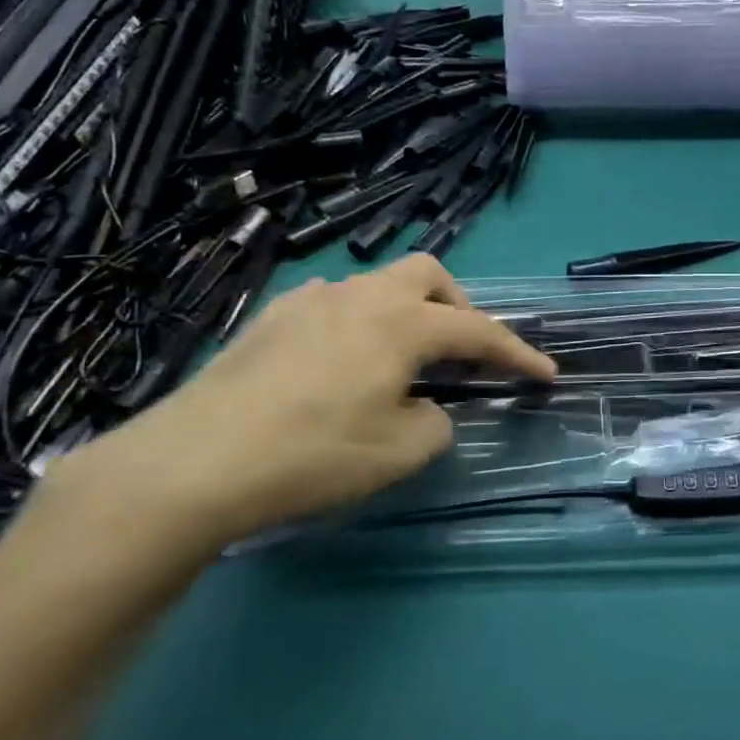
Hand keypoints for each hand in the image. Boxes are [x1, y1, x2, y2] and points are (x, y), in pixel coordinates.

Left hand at [82, 256, 556, 546]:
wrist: (193, 463)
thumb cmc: (312, 455)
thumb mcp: (398, 453)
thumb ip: (434, 424)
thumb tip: (425, 408)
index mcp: (402, 323)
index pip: (478, 332)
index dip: (517, 353)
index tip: (546, 374)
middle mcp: (361, 297)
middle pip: (428, 275)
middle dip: (456, 308)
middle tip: (459, 352)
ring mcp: (310, 301)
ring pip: (376, 284)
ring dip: (403, 312)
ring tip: (397, 359)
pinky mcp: (269, 317)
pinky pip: (331, 302)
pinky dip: (356, 321)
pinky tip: (338, 359)